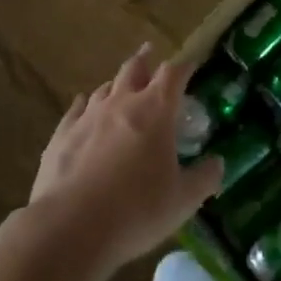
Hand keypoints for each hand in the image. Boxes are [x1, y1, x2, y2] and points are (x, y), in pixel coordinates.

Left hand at [27, 44, 224, 279]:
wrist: (70, 227)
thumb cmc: (136, 211)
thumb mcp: (182, 201)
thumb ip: (204, 178)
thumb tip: (218, 164)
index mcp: (155, 111)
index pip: (173, 74)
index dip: (184, 67)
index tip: (191, 64)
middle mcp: (121, 103)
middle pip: (134, 69)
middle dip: (146, 60)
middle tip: (150, 53)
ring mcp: (88, 116)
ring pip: (105, 88)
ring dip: (116, 84)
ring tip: (120, 86)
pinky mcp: (62, 135)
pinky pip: (76, 109)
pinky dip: (85, 104)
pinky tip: (83, 106)